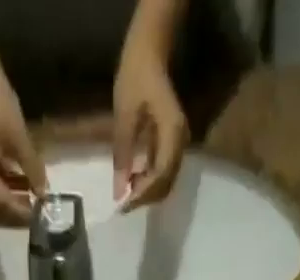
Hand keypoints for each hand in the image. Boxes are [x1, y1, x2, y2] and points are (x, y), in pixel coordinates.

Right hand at [0, 54, 47, 224]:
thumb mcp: (18, 136)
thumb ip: (32, 168)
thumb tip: (45, 194)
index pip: (0, 202)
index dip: (21, 212)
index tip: (39, 216)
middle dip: (15, 214)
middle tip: (36, 214)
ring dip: (12, 203)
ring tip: (34, 199)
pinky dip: (7, 190)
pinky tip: (24, 186)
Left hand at [112, 44, 187, 208]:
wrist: (149, 53)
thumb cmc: (135, 78)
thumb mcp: (124, 116)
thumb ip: (122, 155)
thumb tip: (118, 193)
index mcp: (173, 132)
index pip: (161, 175)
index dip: (143, 194)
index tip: (123, 206)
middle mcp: (181, 142)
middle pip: (166, 183)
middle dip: (145, 198)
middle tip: (122, 205)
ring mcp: (179, 143)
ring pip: (166, 181)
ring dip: (147, 192)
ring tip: (126, 195)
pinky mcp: (173, 144)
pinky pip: (164, 171)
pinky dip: (149, 182)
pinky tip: (133, 182)